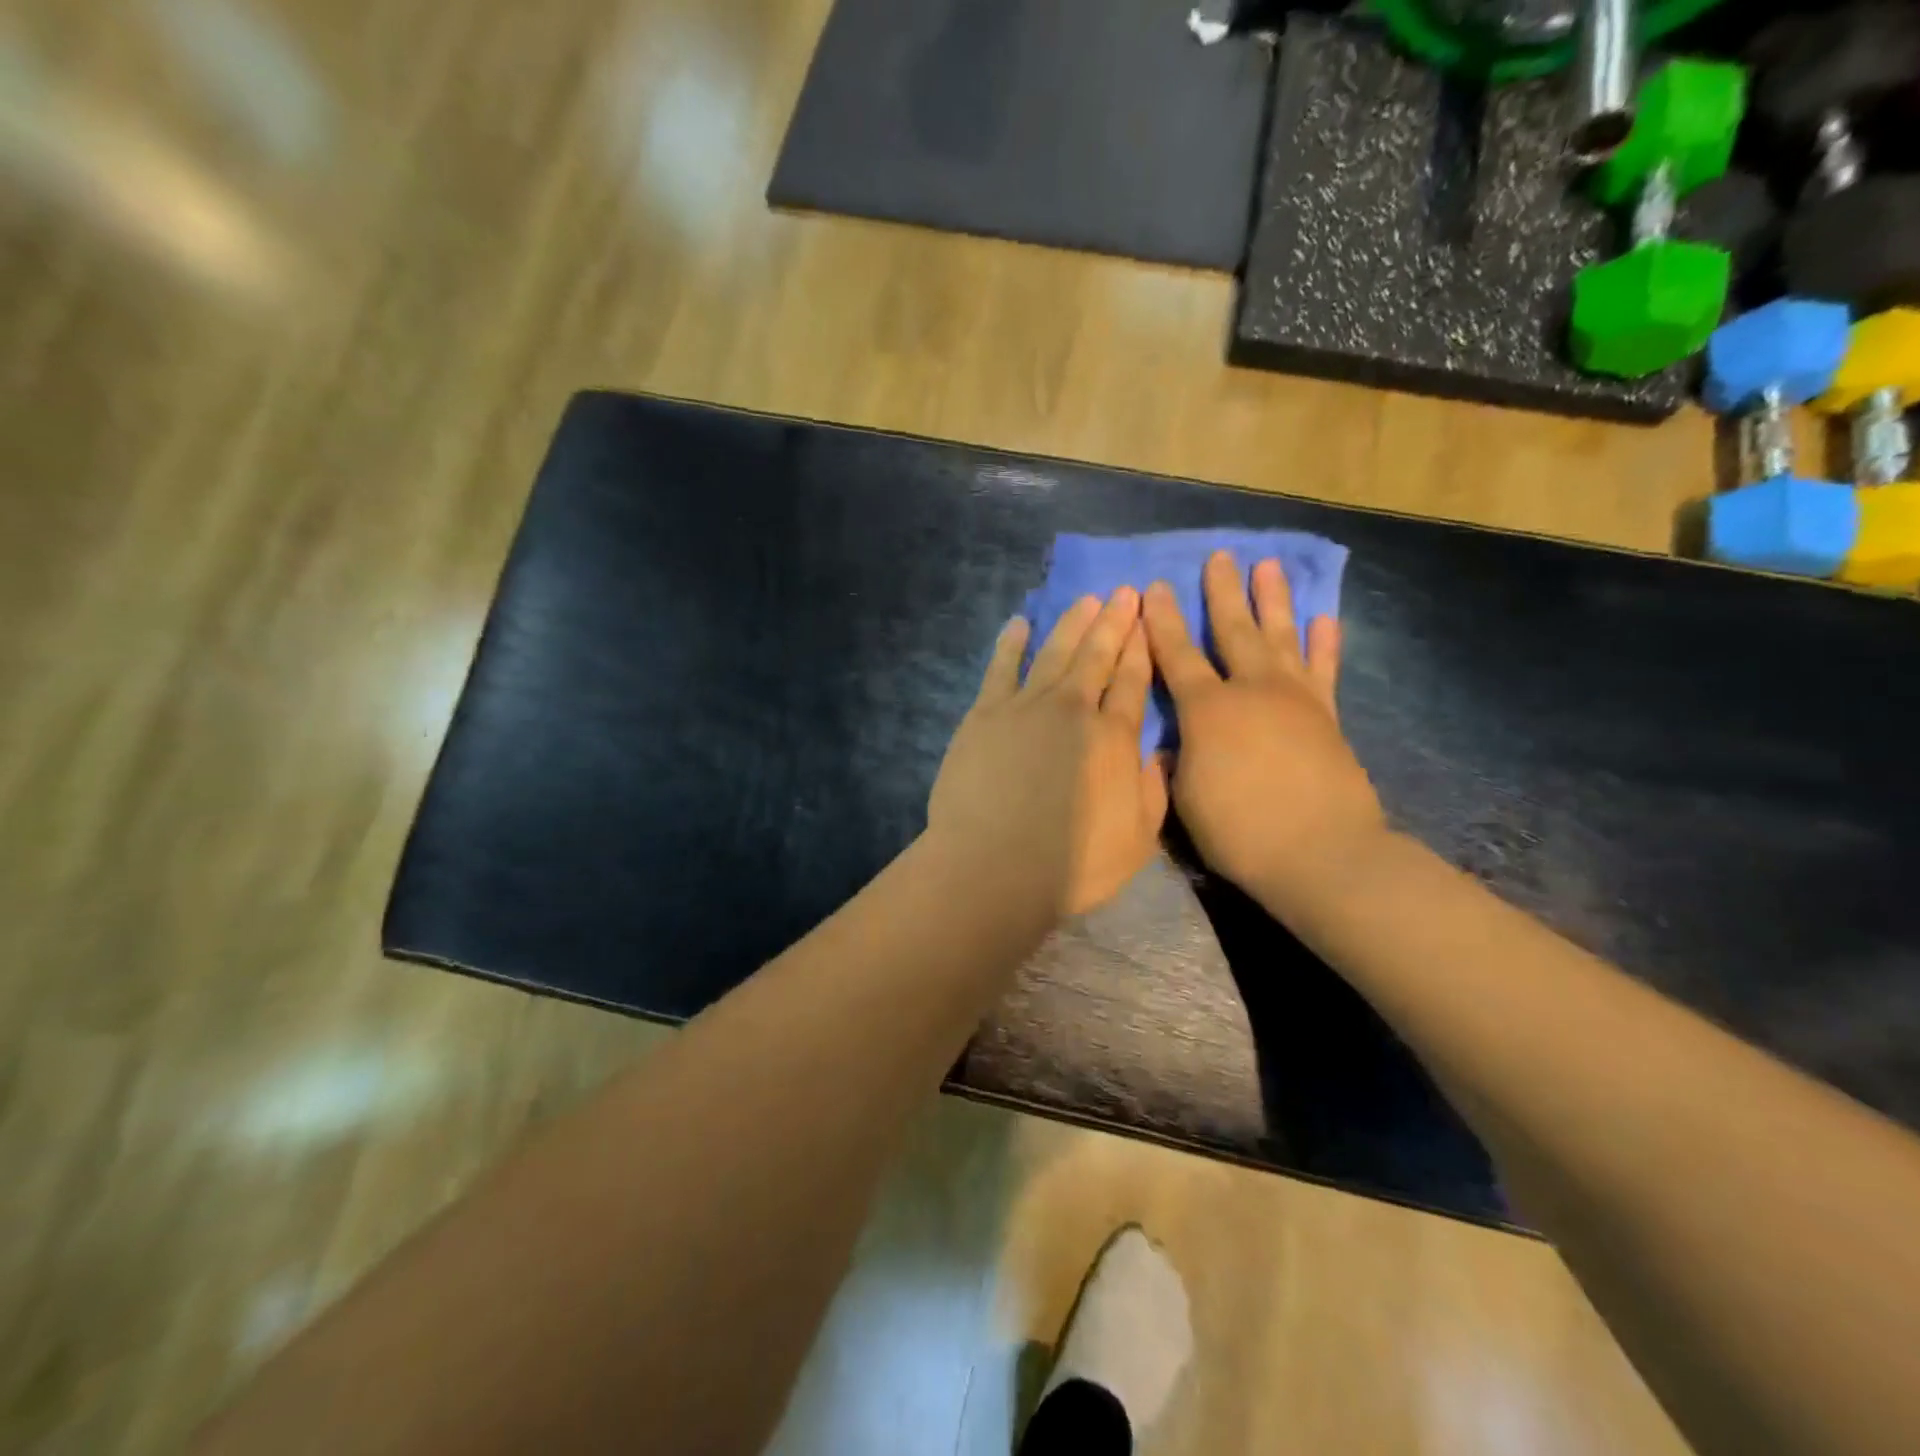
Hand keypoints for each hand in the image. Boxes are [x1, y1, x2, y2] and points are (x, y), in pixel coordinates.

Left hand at [929, 589, 1168, 916]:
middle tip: (1125, 592)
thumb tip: (1161, 752)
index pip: (1134, 680)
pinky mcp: (985, 715)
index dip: (1142, 647)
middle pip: (1097, 655)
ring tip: (1086, 600)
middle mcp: (1073, 709)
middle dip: (1114, 621)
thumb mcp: (1138, 838)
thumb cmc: (1073, 865)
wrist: (994, 867)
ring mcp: (1025, 707)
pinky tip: (1019, 624)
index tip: (1148, 620)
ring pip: (1054, 652)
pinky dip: (1011, 643)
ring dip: (1072, 623)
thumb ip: (1153, 789)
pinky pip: (1001, 668)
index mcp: (1114, 736)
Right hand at [1142, 552, 1383, 904]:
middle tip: (1219, 556)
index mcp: (1207, 710)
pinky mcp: (1327, 717)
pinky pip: (1324, 670)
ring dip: (1273, 600)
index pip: (1176, 655)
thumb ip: (1177, 761)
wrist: (1322, 855)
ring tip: (1268, 565)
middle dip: (1222, 593)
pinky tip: (1324, 618)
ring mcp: (1295, 699)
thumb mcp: (1185, 799)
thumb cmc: (1240, 831)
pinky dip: (1324, 644)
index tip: (1156, 587)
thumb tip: (1176, 744)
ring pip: (1281, 637)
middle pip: (1233, 630)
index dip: (1162, 621)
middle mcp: (1251, 690)